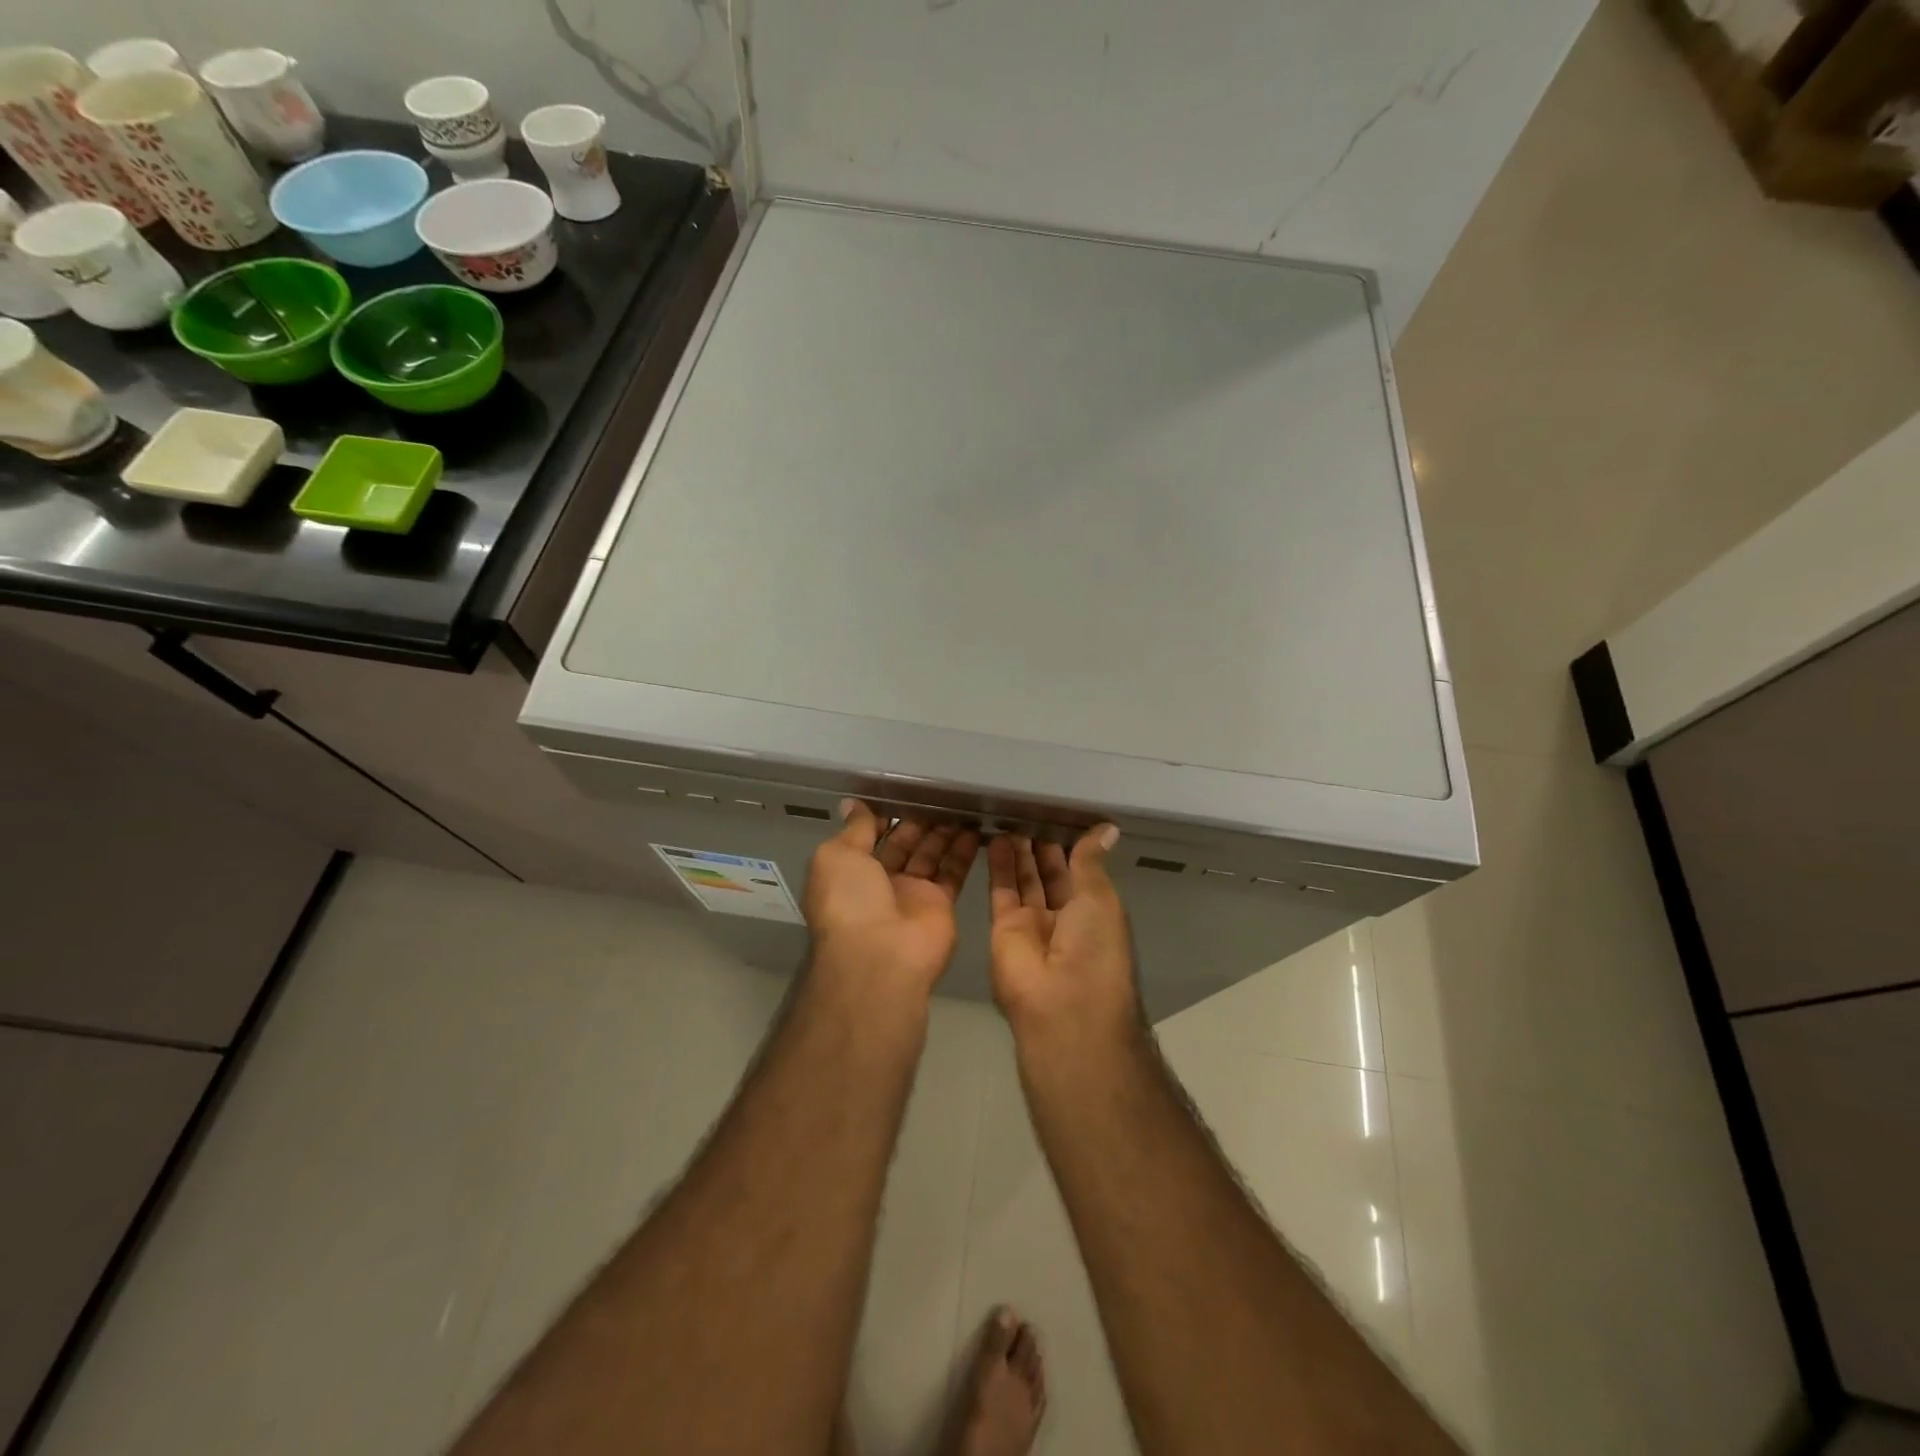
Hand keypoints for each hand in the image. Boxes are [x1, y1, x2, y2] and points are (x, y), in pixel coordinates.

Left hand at [803, 800, 979, 1000]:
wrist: (880, 956)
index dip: (884, 816)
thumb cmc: (850, 901)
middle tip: (939, 794)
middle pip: (903, 844)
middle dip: (918, 820)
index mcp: (850, 871)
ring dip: (943, 831)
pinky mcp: (940, 904)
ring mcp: (912, 894)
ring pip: (930, 855)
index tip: (904, 792)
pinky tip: (976, 827)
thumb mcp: (837, 856)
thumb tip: (852, 804)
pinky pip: (953, 872)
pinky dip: (964, 851)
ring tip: (961, 804)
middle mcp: (880, 882)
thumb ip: (854, 829)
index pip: (869, 837)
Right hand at [987, 826, 1137, 1041]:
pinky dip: (1000, 866)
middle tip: (1031, 811)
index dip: (1072, 846)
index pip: (1081, 873)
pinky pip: (1002, 891)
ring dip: (1021, 852)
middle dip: (1043, 846)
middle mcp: (1065, 919)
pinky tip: (997, 838)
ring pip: (1025, 880)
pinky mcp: (1003, 928)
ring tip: (1012, 817)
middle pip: (1051, 875)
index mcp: (1095, 913)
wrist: (1061, 1004)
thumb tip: (1107, 827)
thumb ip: (1091, 861)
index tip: (1061, 815)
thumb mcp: (1100, 898)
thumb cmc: (1094, 948)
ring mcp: (1033, 924)